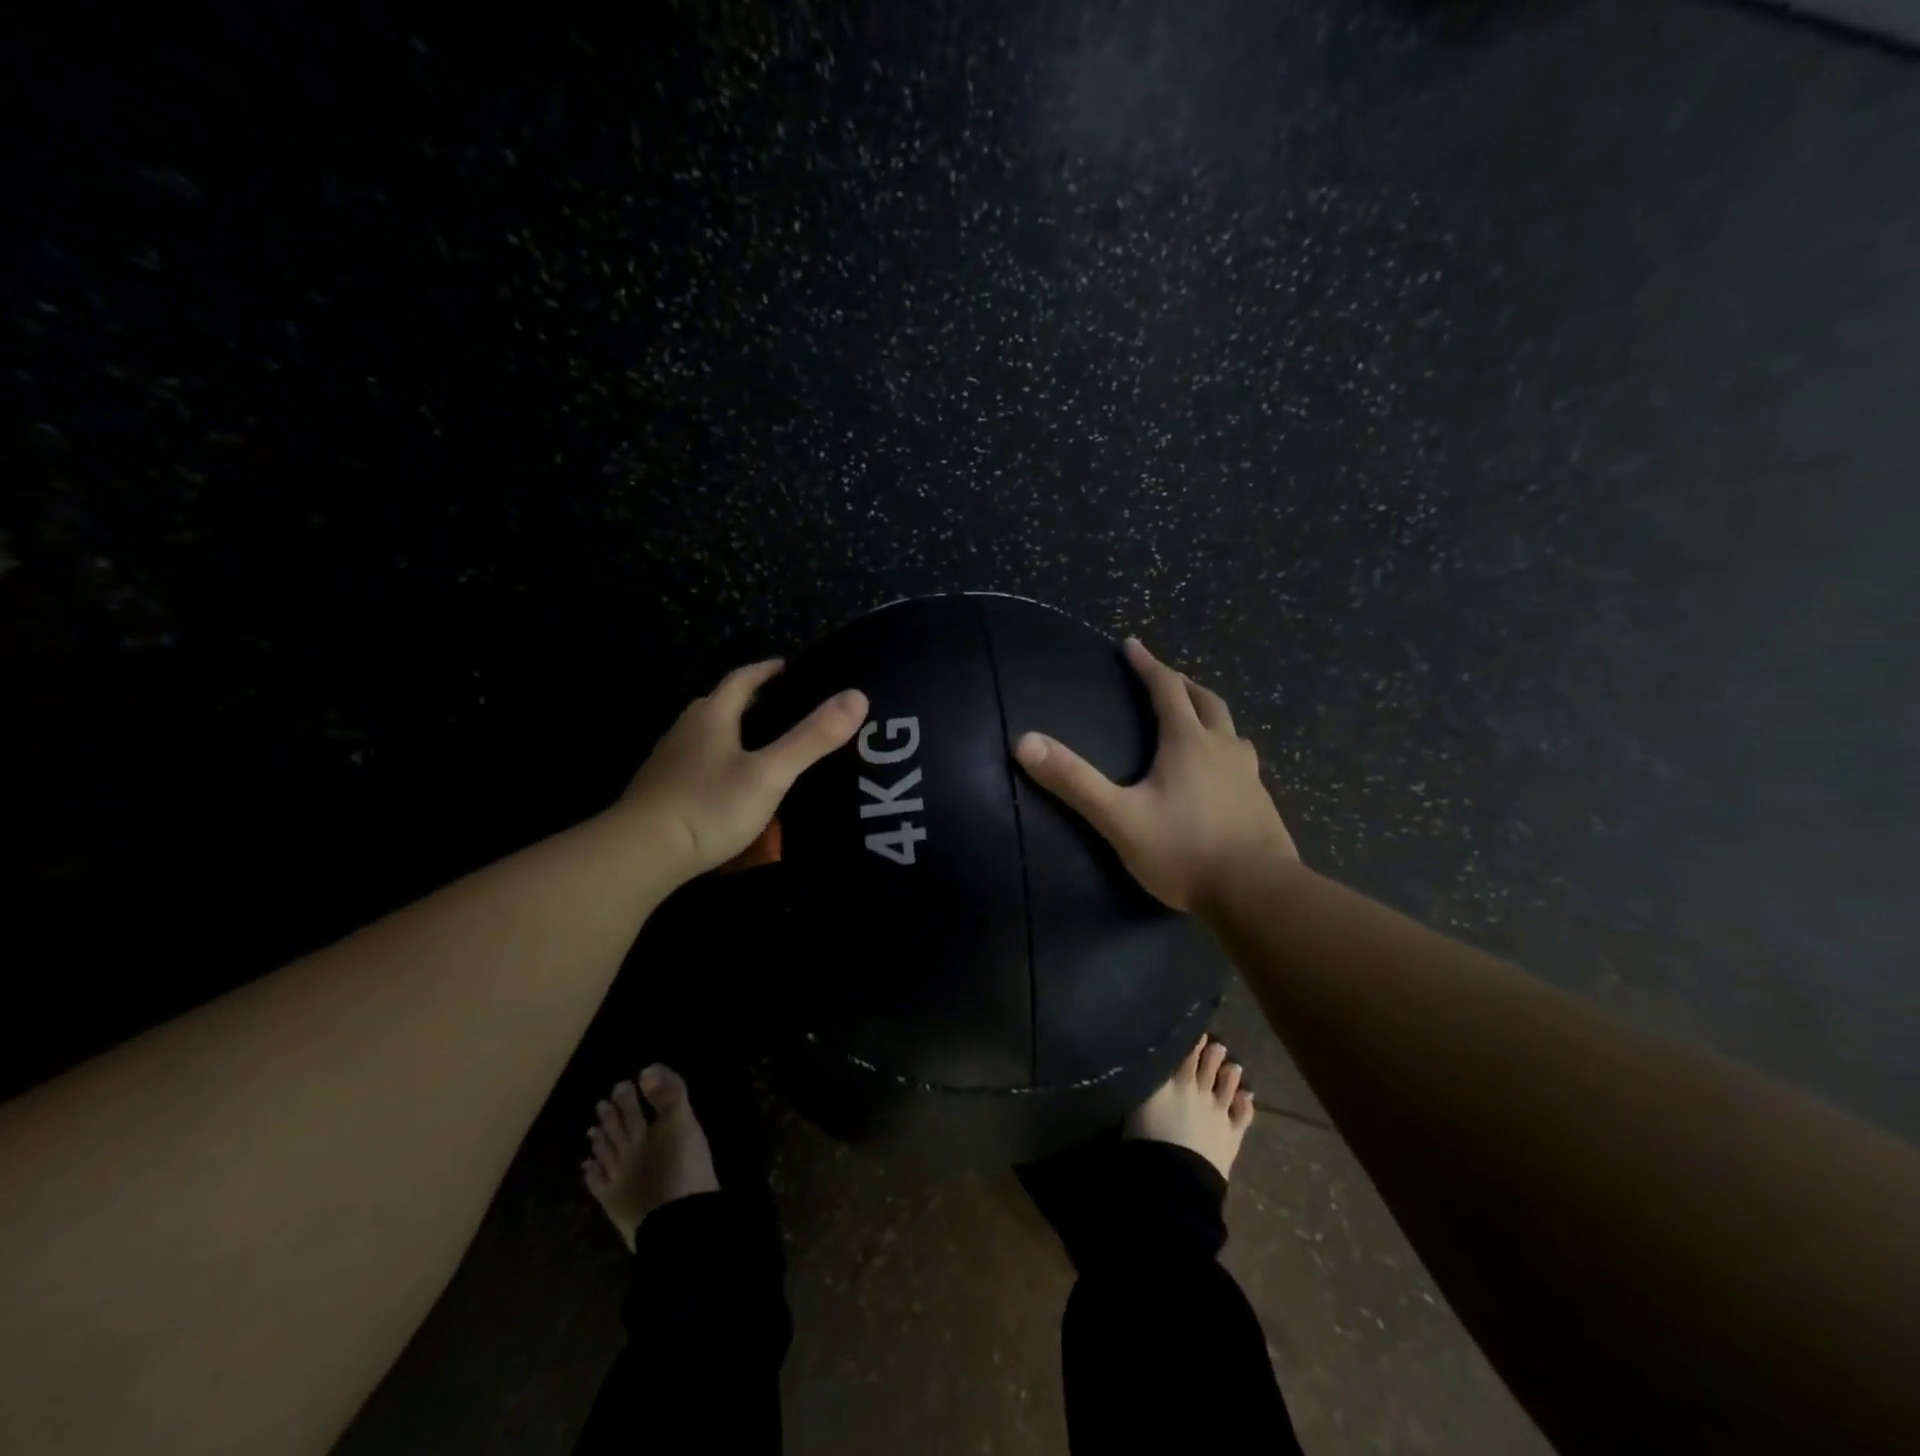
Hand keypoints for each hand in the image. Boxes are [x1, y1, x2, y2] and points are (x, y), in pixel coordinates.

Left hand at [619, 659, 868, 876]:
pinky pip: (698, 763)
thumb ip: (812, 737)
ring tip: (766, 747)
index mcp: (712, 715)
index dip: (768, 670)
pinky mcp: (661, 790)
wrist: (640, 854)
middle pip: (722, 703)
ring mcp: (669, 761)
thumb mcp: (770, 773)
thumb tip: (857, 696)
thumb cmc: (709, 806)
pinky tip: (733, 785)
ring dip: (735, 732)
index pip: (743, 678)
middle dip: (753, 701)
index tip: (791, 667)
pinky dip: (720, 762)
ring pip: (708, 735)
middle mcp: (686, 729)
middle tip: (787, 709)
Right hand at [1014, 637, 1297, 913]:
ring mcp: (1248, 774)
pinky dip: (1226, 751)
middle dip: (1182, 684)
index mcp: (1187, 742)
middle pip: (1205, 701)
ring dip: (1210, 716)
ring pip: (1230, 730)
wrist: (1257, 892)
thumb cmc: (1183, 849)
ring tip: (1196, 721)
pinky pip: (1243, 761)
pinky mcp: (1262, 802)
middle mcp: (1223, 747)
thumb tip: (1025, 742)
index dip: (1147, 664)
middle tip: (1166, 677)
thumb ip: (1074, 781)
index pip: (1166, 688)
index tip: (1132, 645)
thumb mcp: (1119, 817)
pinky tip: (1221, 774)